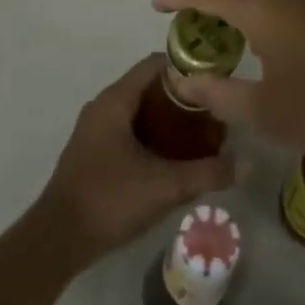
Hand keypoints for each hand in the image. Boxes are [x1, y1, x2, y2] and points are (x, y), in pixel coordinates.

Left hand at [32, 55, 236, 273]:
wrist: (57, 240)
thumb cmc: (109, 200)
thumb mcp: (164, 186)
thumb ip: (207, 173)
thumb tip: (247, 164)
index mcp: (115, 100)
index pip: (153, 64)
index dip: (185, 67)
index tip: (214, 79)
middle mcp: (102, 106)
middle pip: (148, 86)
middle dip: (181, 97)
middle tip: (213, 111)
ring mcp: (94, 130)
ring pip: (138, 110)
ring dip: (167, 118)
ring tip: (200, 134)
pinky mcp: (93, 152)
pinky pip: (128, 129)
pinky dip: (151, 134)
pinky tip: (173, 157)